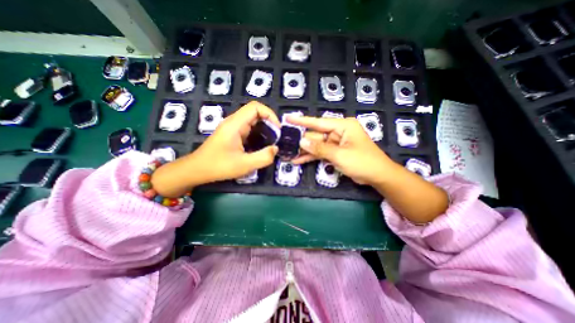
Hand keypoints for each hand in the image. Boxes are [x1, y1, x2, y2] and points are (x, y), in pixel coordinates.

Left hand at [152, 101, 279, 196]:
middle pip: (255, 112)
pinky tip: (261, 145)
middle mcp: (233, 122)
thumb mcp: (244, 165)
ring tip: (272, 141)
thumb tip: (276, 148)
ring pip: (252, 120)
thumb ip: (263, 157)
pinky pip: (248, 128)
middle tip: (277, 136)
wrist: (197, 170)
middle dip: (269, 122)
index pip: (255, 107)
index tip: (277, 129)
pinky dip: (258, 133)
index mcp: (235, 124)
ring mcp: (232, 128)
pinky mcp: (232, 134)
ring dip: (264, 128)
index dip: (270, 114)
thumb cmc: (219, 166)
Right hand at [287, 117, 395, 186]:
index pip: (318, 122)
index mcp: (343, 126)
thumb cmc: (362, 162)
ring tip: (289, 154)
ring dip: (305, 151)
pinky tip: (299, 160)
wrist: (378, 176)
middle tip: (286, 144)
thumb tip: (302, 141)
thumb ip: (320, 148)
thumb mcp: (340, 155)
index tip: (288, 118)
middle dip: (302, 141)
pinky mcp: (336, 152)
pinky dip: (312, 157)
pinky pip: (321, 153)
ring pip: (317, 145)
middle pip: (316, 135)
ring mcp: (336, 143)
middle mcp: (339, 131)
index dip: (302, 121)